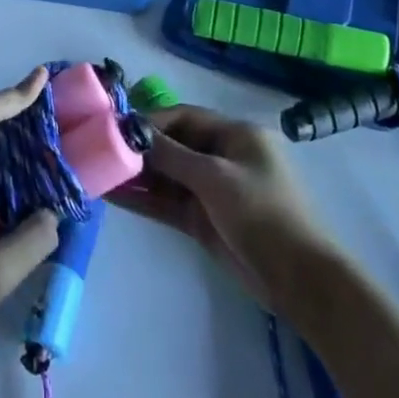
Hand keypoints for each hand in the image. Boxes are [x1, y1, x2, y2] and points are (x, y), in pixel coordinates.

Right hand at [107, 103, 328, 306]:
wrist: (299, 280)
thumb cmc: (262, 213)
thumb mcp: (215, 177)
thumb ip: (172, 154)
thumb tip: (133, 132)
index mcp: (235, 135)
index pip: (184, 117)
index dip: (150, 121)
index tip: (115, 127)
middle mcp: (222, 157)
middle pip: (173, 146)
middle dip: (139, 150)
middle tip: (99, 151)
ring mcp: (213, 191)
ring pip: (167, 176)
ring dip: (136, 176)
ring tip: (99, 174)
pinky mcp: (204, 220)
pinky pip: (168, 203)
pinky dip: (144, 200)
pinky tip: (114, 197)